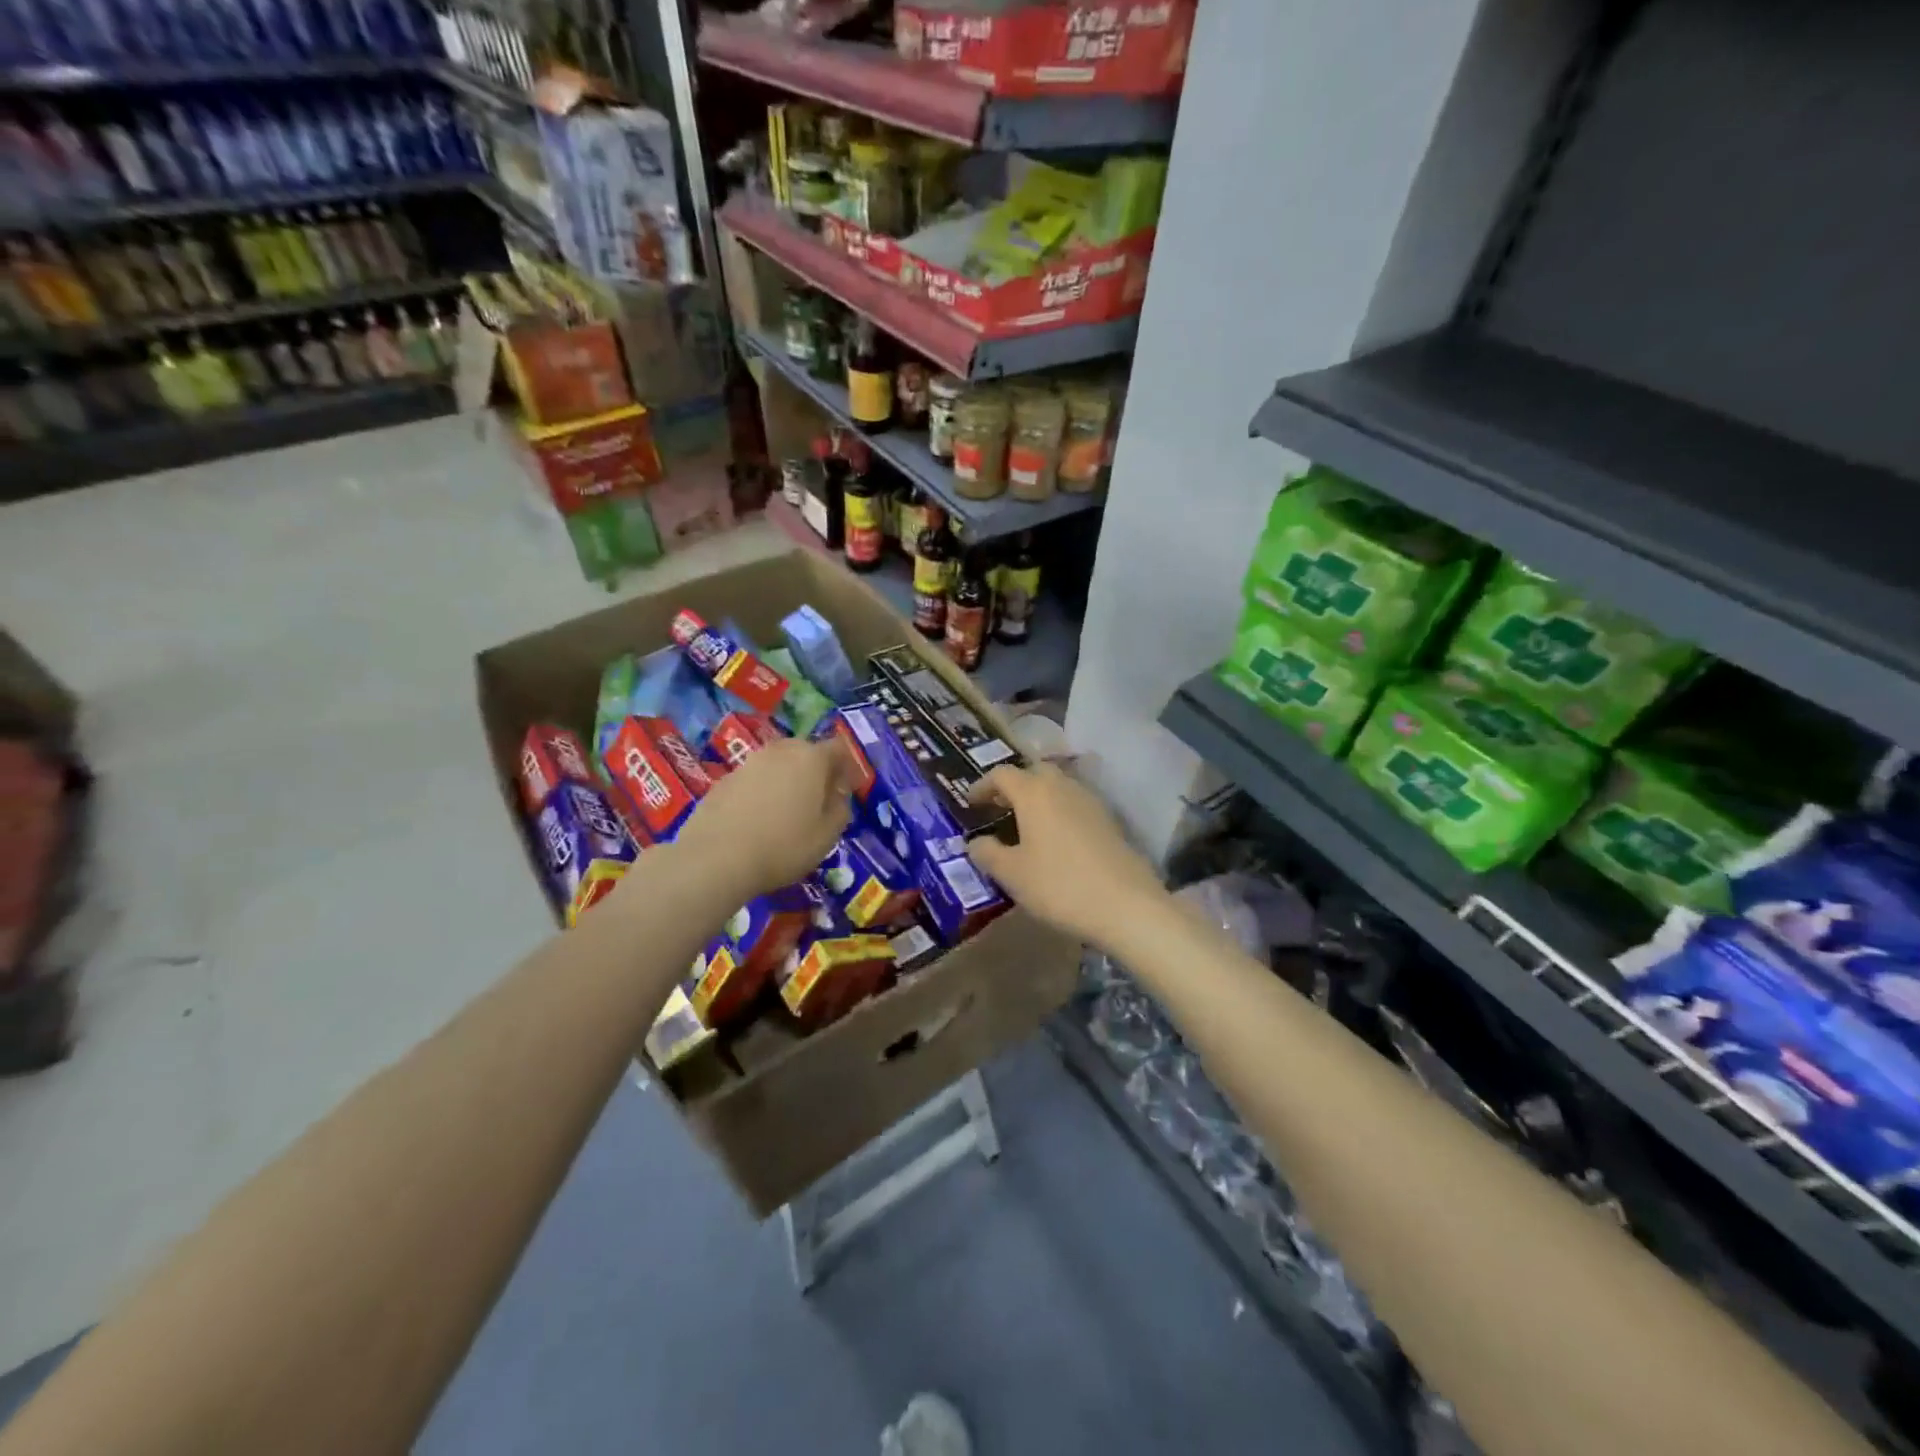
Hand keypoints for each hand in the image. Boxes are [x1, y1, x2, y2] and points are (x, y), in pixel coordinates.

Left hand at [673, 737, 855, 897]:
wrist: (716, 858)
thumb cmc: (784, 846)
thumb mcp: (827, 835)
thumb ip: (840, 809)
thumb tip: (838, 796)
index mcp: (811, 758)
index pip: (838, 748)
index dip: (846, 767)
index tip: (846, 790)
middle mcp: (780, 751)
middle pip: (805, 751)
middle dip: (816, 771)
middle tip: (819, 801)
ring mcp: (748, 763)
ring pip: (777, 765)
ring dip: (787, 781)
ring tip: (786, 813)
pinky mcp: (723, 781)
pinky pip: (753, 780)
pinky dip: (761, 793)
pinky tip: (758, 821)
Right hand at [965, 763, 1163, 947]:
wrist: (1127, 905)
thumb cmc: (1059, 885)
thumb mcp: (1012, 874)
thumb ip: (987, 853)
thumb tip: (976, 842)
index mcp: (1034, 792)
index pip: (1001, 774)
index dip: (981, 786)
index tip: (970, 804)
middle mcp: (1062, 787)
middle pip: (1033, 772)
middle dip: (1013, 786)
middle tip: (998, 809)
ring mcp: (1090, 801)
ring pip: (1057, 786)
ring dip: (1038, 798)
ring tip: (1024, 825)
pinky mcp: (1109, 820)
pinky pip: (1075, 804)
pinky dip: (1058, 811)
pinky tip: (1054, 839)